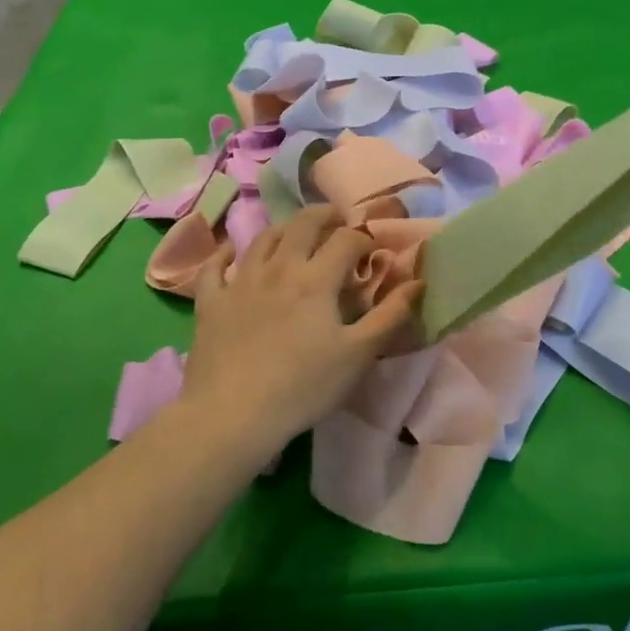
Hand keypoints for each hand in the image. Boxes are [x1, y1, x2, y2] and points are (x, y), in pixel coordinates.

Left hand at [183, 206, 421, 445]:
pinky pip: (215, 266)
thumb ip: (390, 315)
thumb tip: (418, 281)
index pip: (346, 240)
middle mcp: (278, 268)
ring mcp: (240, 282)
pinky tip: (230, 248)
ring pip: (263, 239)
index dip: (364, 238)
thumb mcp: (358, 355)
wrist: (231, 415)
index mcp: (316, 279)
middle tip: (338, 218)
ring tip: (296, 230)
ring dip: (284, 227)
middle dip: (325, 215)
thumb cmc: (303, 386)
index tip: (373, 250)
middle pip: (302, 224)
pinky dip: (224, 252)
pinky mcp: (211, 302)